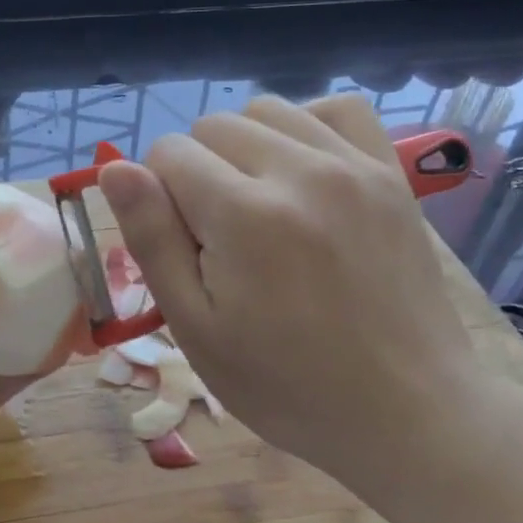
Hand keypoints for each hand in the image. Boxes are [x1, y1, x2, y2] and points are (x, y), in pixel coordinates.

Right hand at [98, 94, 522, 499]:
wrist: (407, 413)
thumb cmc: (287, 385)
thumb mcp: (196, 329)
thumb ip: (152, 240)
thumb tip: (115, 168)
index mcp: (243, 214)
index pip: (167, 153)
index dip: (159, 197)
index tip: (185, 247)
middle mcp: (299, 170)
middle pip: (212, 126)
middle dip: (198, 172)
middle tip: (222, 238)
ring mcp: (353, 166)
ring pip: (267, 110)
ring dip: (246, 147)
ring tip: (261, 206)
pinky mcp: (390, 174)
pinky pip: (338, 109)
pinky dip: (307, 126)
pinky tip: (305, 172)